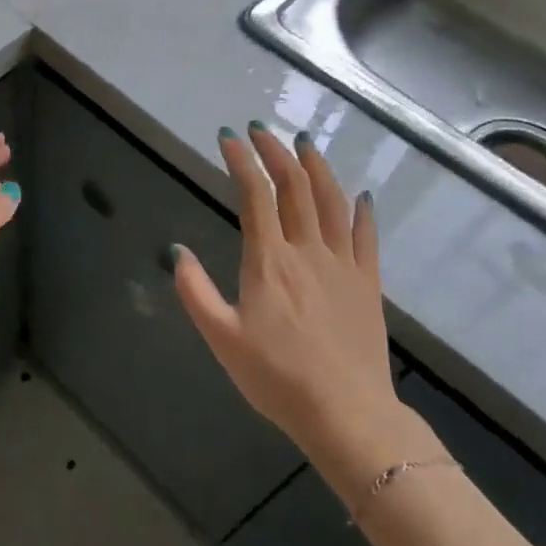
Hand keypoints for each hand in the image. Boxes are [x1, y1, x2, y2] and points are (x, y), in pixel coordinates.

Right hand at [172, 123, 428, 472]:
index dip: (242, 161)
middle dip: (277, 153)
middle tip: (262, 131)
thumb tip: (177, 251)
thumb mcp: (222, 339)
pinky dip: (362, 211)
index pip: (255, 196)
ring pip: (332, 202)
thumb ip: (195, 291)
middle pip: (295, 188)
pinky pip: (366, 237)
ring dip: (317, 168)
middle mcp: (307, 251)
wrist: (347, 414)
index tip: (229, 138)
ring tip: (305, 144)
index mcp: (269, 261)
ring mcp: (343, 265)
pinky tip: (360, 195)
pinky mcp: (368, 284)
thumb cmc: (277, 378)